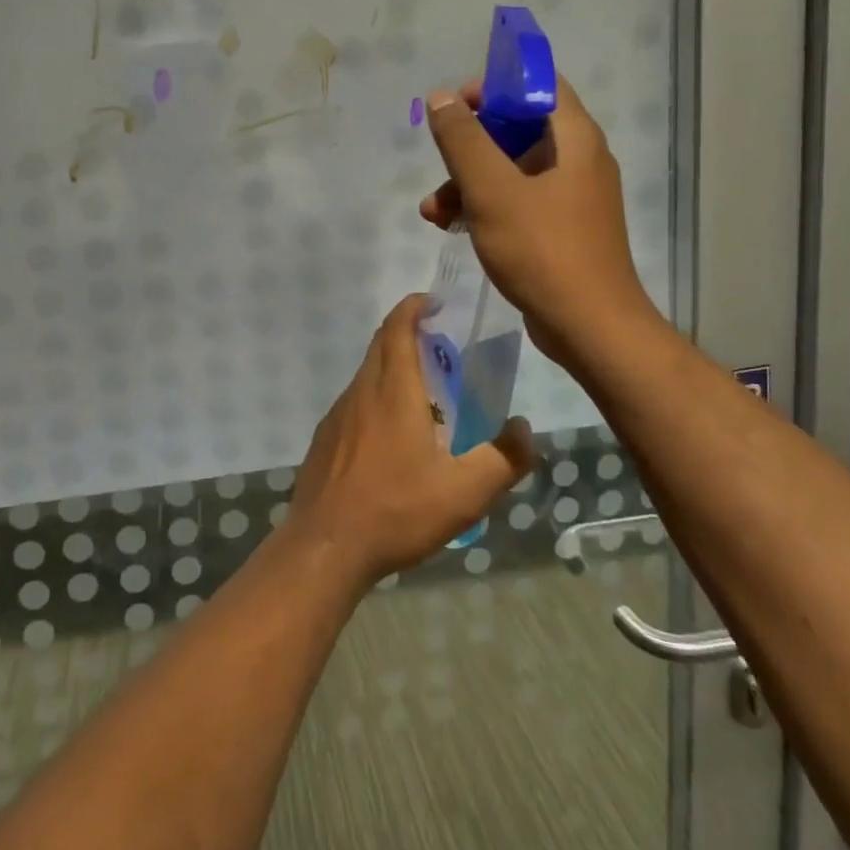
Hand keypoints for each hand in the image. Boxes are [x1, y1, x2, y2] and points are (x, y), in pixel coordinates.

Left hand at [287, 294, 534, 588]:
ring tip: (424, 392)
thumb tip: (524, 429)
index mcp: (393, 391)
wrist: (325, 546)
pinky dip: (376, 397)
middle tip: (439, 344)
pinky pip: (355, 402)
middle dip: (406, 331)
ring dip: (392, 366)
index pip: (398, 328)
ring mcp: (338, 414)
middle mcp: (362, 391)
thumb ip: (503, 459)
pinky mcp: (325, 438)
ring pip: (366, 374)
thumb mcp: (464, 493)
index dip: (414, 307)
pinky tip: (391, 435)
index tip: (434, 302)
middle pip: (381, 344)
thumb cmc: (396, 510)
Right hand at [419, 76, 662, 374]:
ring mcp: (571, 197)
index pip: (538, 85)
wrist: (590, 328)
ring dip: (469, 181)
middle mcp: (578, 160)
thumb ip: (463, 140)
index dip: (495, 86)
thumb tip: (441, 97)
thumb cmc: (543, 250)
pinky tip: (451, 227)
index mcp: (574, 139)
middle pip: (518, 129)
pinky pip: (517, 201)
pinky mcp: (560, 229)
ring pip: (511, 170)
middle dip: (471, 144)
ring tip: (432, 211)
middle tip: (440, 158)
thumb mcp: (493, 191)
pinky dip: (484, 206)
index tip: (456, 106)